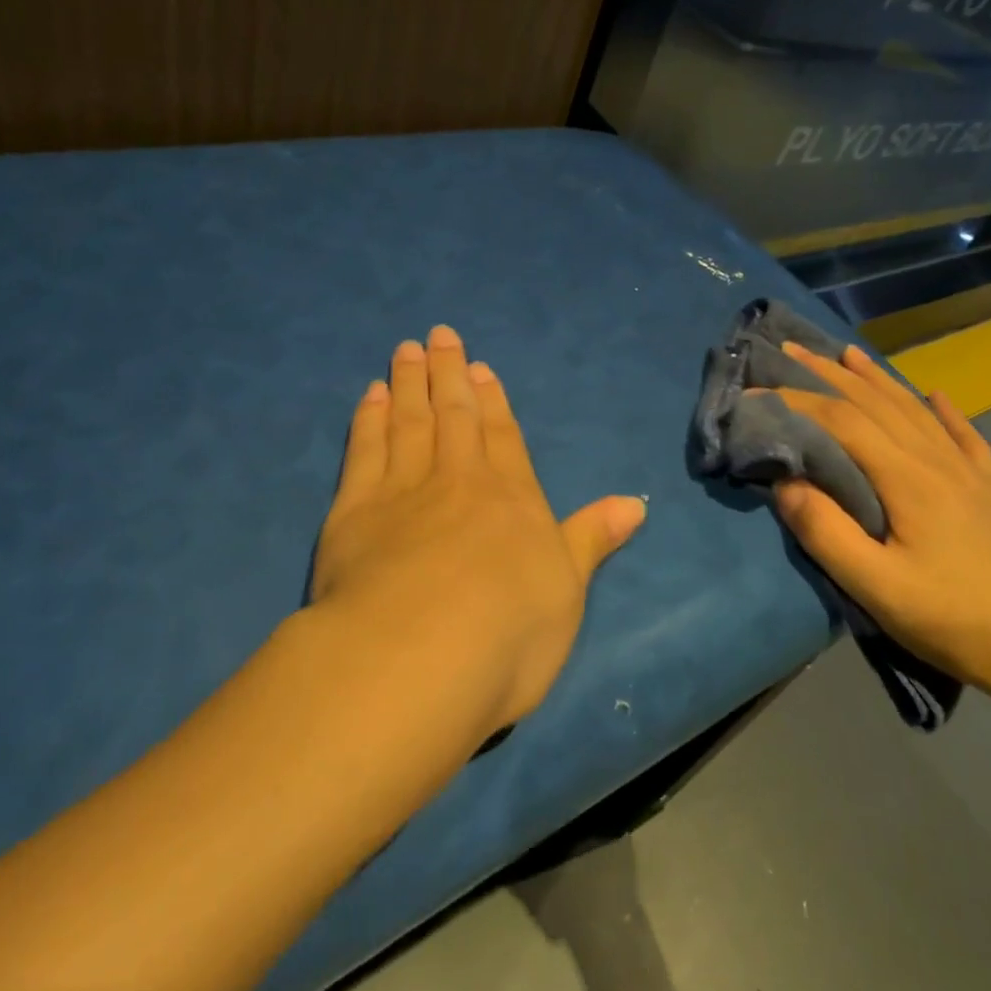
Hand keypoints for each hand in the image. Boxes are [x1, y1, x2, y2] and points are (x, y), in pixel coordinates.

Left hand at [310, 326, 646, 738]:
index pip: (503, 438)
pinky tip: (371, 397)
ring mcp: (403, 491)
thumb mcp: (568, 590)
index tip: (479, 369)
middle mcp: (459, 481)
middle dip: (448, 375)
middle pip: (454, 416)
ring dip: (408, 384)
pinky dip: (369, 420)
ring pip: (408, 422)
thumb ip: (592, 539)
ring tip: (406, 351)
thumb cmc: (508, 632)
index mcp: (511, 499)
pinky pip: (364, 450)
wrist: (418, 655)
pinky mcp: (354, 511)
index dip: (493, 402)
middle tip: (439, 335)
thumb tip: (636, 503)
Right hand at [767, 342, 990, 713]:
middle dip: (828, 373)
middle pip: (876, 402)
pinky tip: (935, 395)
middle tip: (791, 349)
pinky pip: (964, 435)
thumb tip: (784, 481)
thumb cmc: (955, 622)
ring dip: (876, 379)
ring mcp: (972, 473)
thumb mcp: (877, 588)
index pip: (842, 420)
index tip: (754, 393)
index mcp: (908, 478)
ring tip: (847, 353)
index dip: (795, 400)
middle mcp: (938, 461)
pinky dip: (944, 410)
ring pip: (915, 409)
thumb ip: (825, 532)